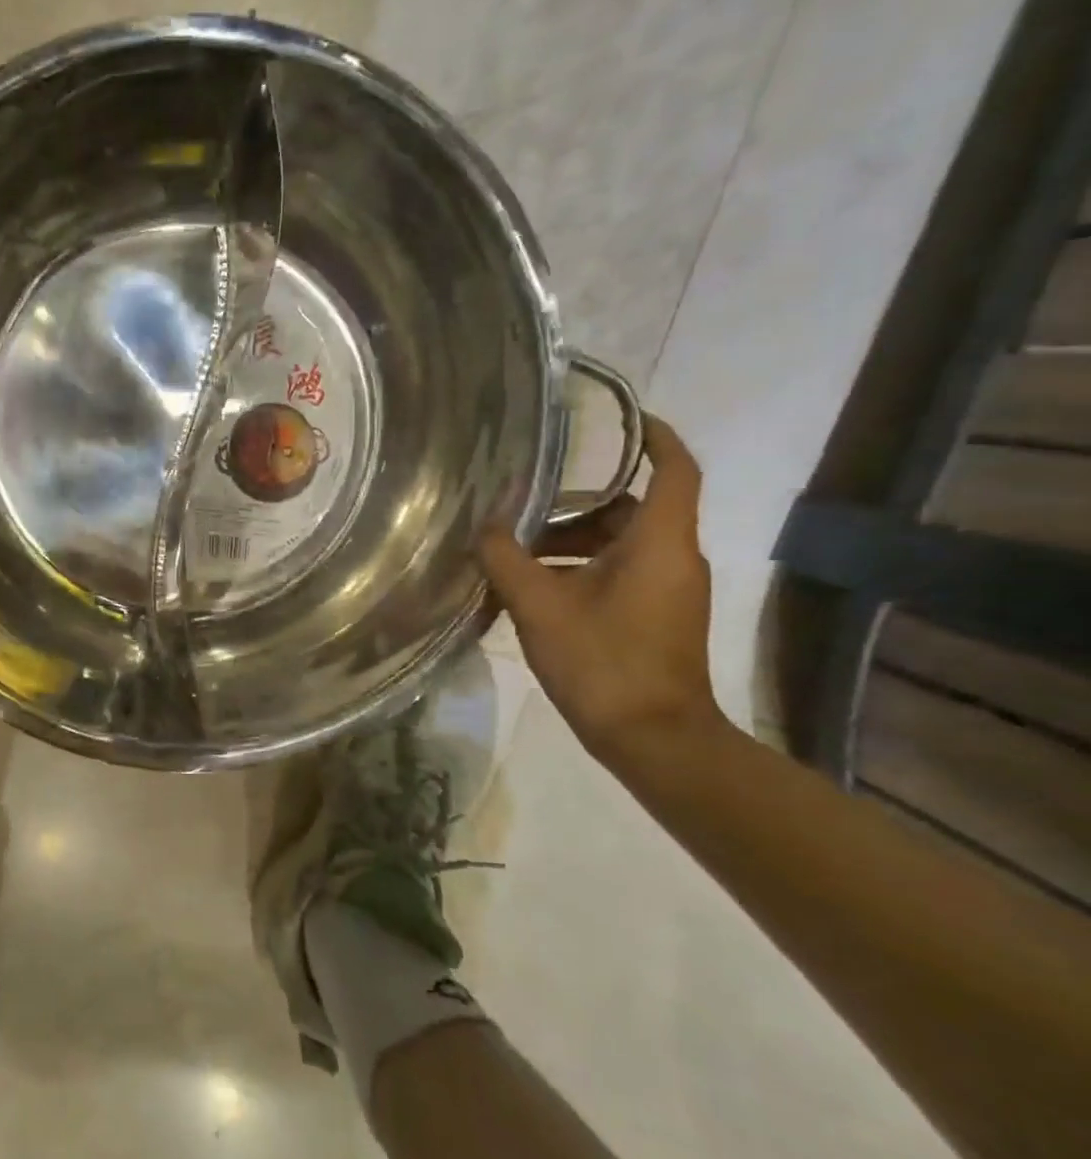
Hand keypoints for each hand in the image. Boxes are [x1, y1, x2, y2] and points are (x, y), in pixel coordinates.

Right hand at [479, 414, 726, 767]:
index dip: (654, 437)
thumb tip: (484, 525)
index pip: (674, 470)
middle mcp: (674, 559)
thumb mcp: (539, 605)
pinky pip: (619, 573)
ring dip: (570, 543)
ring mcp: (669, 591)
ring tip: (513, 554)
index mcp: (659, 543)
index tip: (622, 418)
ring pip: (619, 544)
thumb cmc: (602, 662)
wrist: (653, 740)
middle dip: (575, 504)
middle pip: (630, 509)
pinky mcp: (658, 617)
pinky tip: (532, 589)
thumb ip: (506, 558)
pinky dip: (579, 569)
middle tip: (522, 505)